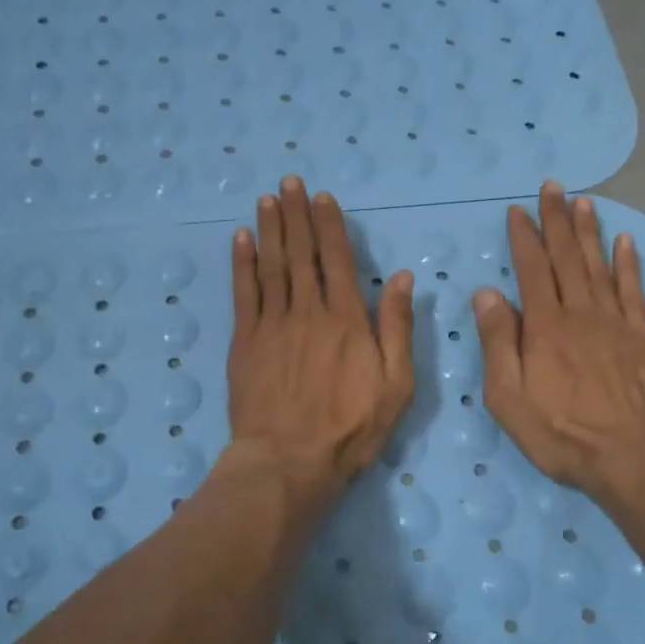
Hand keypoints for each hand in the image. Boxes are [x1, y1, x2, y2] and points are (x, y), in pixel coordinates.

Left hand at [227, 177, 416, 509]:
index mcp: (347, 319)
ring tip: (268, 199)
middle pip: (301, 253)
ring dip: (270, 229)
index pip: (337, 259)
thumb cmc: (351, 427)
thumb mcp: (396, 384)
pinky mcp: (245, 341)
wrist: (289, 461)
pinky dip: (242, 263)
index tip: (322, 197)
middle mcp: (308, 311)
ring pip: (272, 265)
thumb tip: (403, 277)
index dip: (329, 225)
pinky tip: (241, 239)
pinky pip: (243, 293)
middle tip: (289, 182)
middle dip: (296, 214)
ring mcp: (272, 324)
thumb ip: (397, 328)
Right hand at [474, 182, 644, 509]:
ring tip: (584, 201)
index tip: (518, 210)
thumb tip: (487, 294)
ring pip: (600, 267)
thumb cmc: (560, 433)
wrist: (631, 459)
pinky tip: (626, 242)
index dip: (524, 238)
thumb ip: (498, 342)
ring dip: (590, 232)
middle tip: (553, 187)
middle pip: (567, 258)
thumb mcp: (508, 397)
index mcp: (545, 327)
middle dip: (557, 221)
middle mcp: (580, 314)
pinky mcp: (644, 339)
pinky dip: (629, 264)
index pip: (531, 270)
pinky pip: (635, 292)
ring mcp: (616, 324)